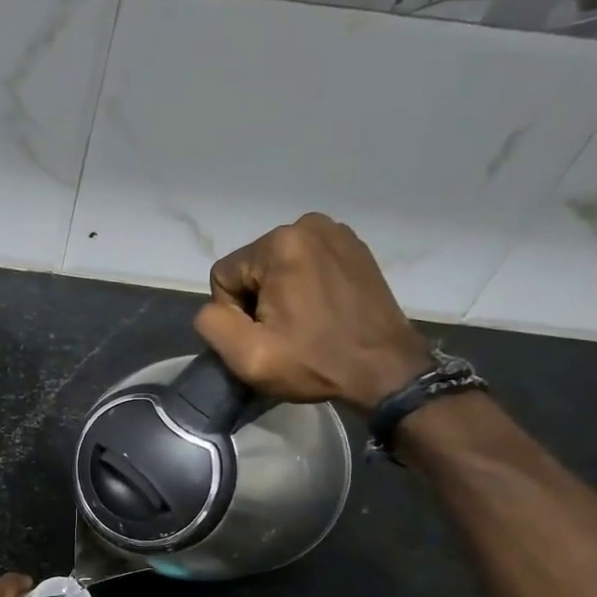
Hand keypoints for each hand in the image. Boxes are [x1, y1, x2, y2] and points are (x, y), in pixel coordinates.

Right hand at [194, 213, 431, 410]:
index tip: (265, 335)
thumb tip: (215, 308)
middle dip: (257, 300)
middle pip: (251, 268)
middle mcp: (307, 225)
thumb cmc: (314, 362)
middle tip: (284, 332)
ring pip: (277, 266)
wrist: (386, 371)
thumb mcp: (246, 355)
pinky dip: (305, 286)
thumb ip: (210, 323)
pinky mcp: (354, 247)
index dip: (234, 313)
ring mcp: (336, 233)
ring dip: (280, 294)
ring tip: (304, 323)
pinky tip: (321, 311)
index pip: (224, 276)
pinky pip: (305, 264)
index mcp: (279, 244)